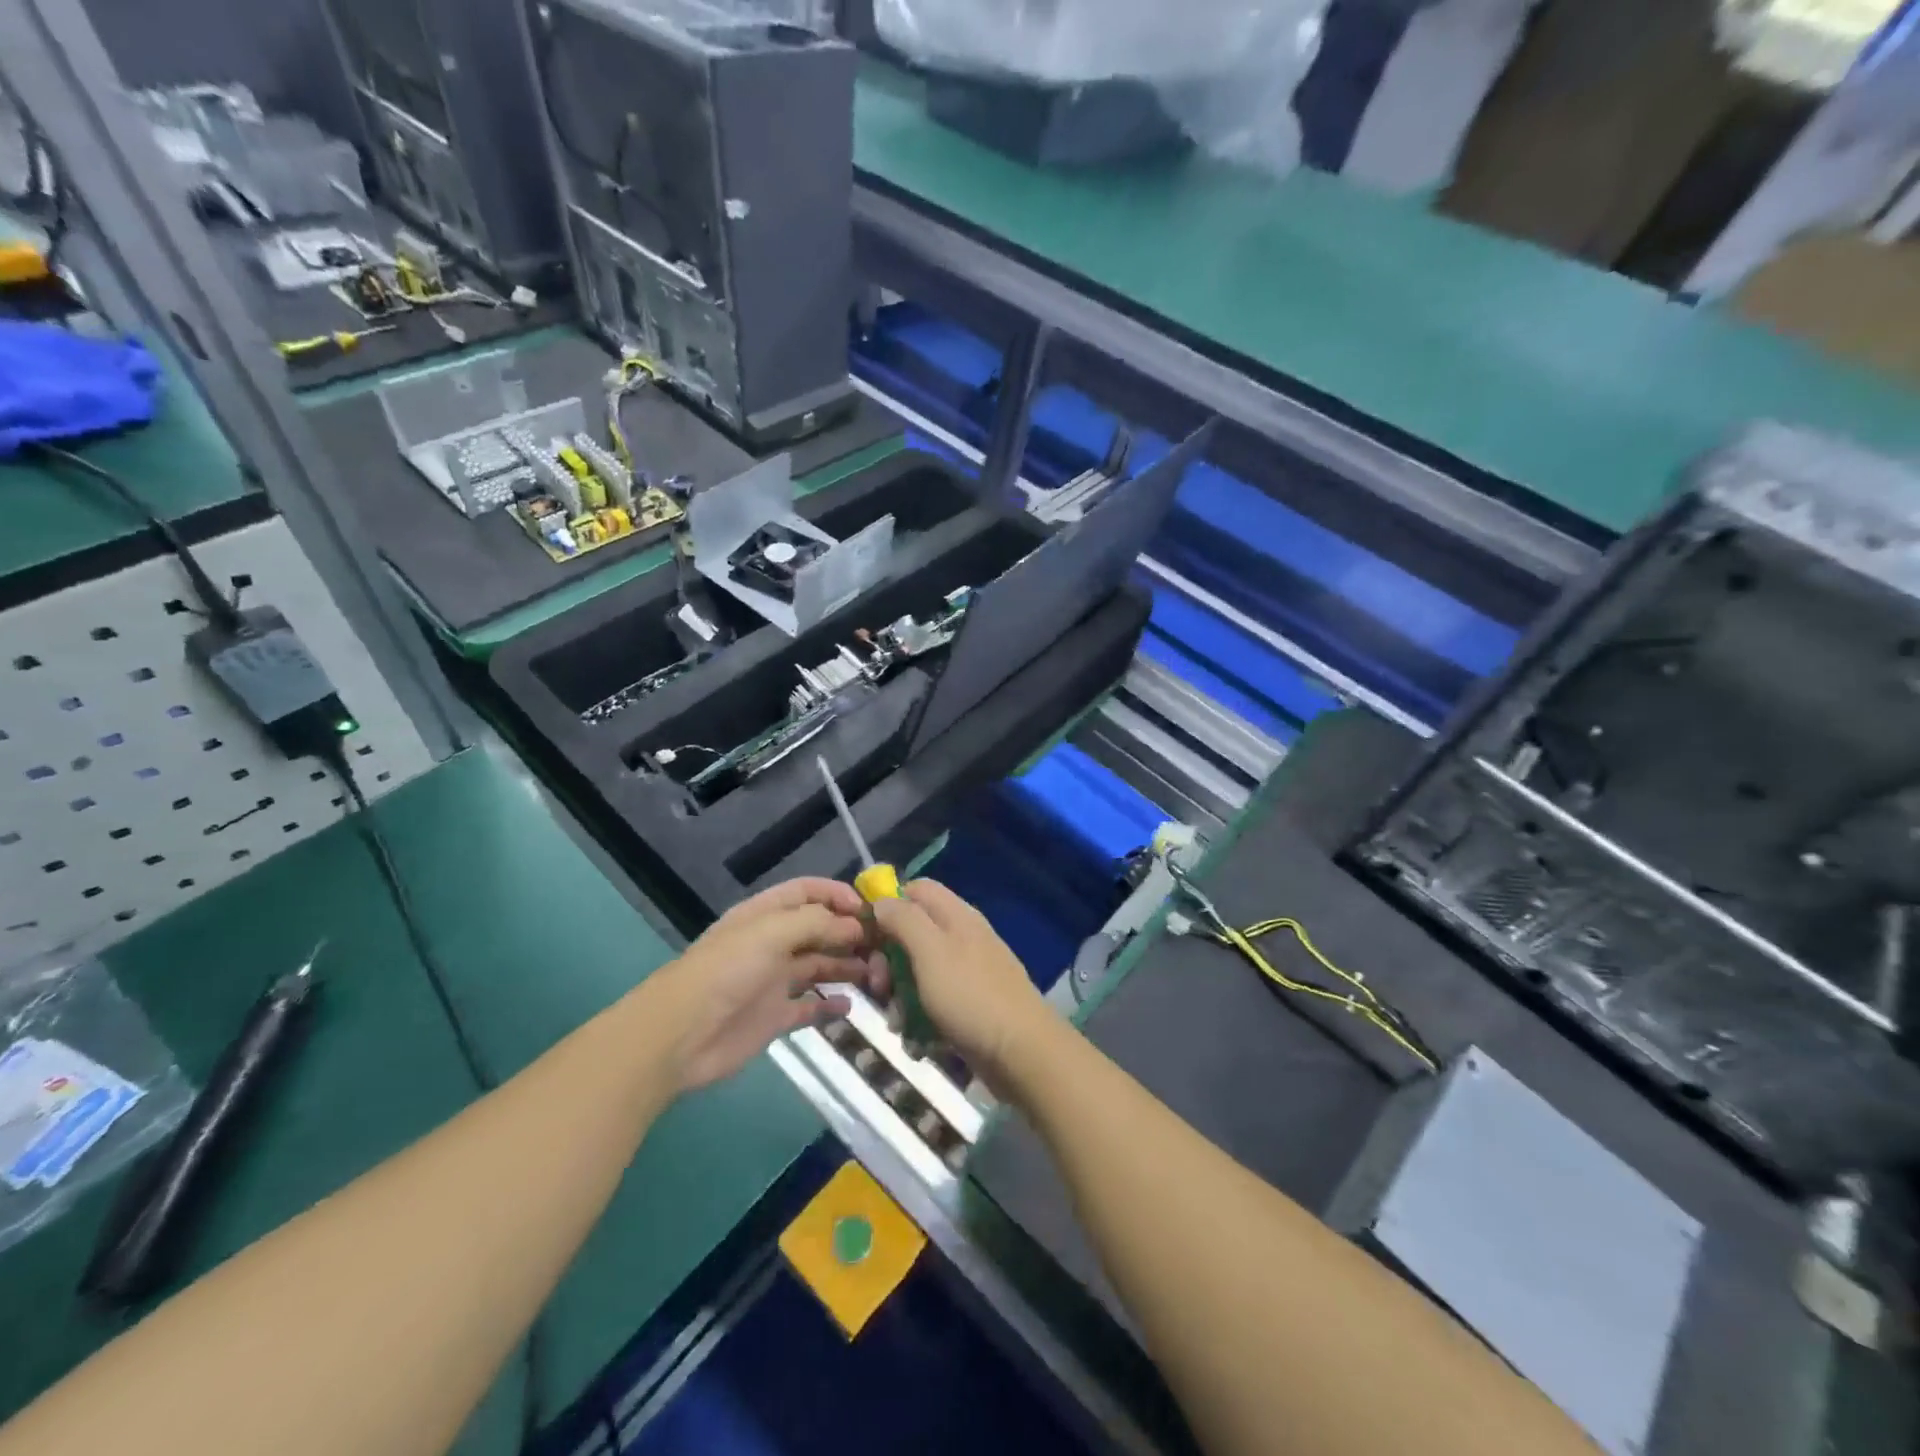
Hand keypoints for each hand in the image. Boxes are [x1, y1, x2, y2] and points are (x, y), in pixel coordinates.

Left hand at [652, 878, 884, 1091]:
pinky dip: (830, 1005)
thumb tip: (856, 924)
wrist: (680, 1035)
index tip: (869, 909)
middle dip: (850, 933)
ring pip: (819, 966)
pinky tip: (850, 1006)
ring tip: (877, 974)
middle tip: (884, 946)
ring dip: (847, 966)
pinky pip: (810, 1006)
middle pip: (818, 929)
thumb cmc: (726, 971)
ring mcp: (773, 981)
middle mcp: (772, 943)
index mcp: (765, 915)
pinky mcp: (774, 1016)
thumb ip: (817, 923)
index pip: (806, 892)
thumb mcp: (771, 933)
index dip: (837, 894)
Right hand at [871, 879, 1052, 1089]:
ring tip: (900, 1025)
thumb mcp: (930, 951)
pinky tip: (918, 1043)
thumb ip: (904, 919)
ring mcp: (967, 972)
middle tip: (880, 988)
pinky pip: (933, 1003)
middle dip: (888, 962)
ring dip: (901, 998)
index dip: (887, 905)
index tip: (866, 936)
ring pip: (918, 973)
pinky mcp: (969, 1005)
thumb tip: (881, 901)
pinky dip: (920, 1021)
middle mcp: (962, 937)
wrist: (1022, 1052)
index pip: (915, 890)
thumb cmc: (970, 996)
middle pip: (912, 933)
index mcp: (955, 915)